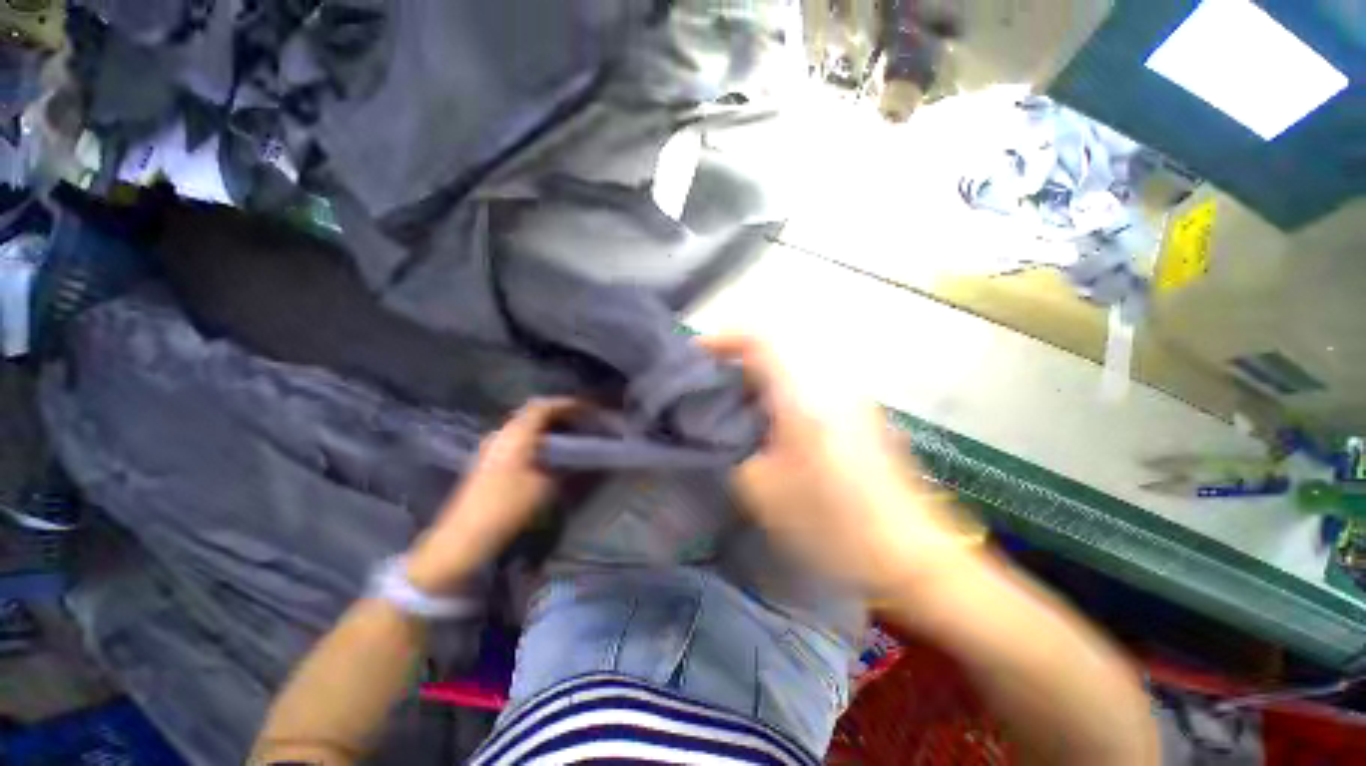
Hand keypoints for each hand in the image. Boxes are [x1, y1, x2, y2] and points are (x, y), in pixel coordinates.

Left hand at [405, 398, 576, 593]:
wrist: (462, 538)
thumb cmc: (505, 508)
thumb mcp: (542, 487)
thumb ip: (561, 466)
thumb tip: (573, 456)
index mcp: (515, 435)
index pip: (543, 407)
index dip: (567, 405)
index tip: (587, 409)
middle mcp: (502, 435)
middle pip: (533, 413)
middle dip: (559, 414)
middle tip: (581, 421)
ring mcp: (492, 448)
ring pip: (526, 427)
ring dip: (548, 426)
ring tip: (570, 434)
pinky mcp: (489, 462)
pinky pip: (519, 439)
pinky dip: (538, 438)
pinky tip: (549, 451)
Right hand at [700, 334, 971, 593]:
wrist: (909, 554)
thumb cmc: (832, 522)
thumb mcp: (762, 490)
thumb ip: (731, 450)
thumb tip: (719, 430)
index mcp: (803, 396)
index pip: (759, 341)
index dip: (724, 339)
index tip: (697, 355)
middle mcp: (829, 387)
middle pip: (775, 356)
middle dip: (737, 367)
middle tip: (709, 391)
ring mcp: (850, 401)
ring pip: (792, 375)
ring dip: (759, 385)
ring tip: (734, 412)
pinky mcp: (860, 419)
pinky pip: (810, 393)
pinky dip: (781, 400)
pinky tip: (771, 432)